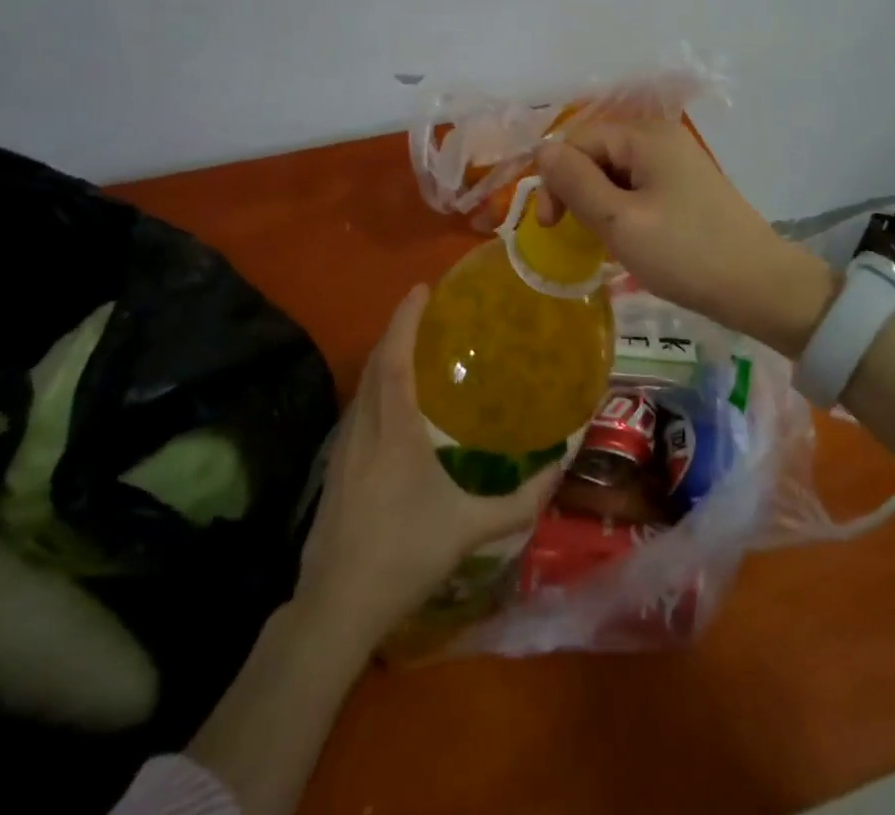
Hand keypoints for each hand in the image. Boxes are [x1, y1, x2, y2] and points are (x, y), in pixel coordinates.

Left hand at [295, 285, 557, 643]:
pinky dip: (376, 383)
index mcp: (394, 431)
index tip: (422, 289)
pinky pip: (359, 405)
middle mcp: (366, 426)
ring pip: (363, 383)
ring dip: (385, 354)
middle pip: (376, 361)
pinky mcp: (337, 464)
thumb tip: (558, 471)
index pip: (395, 359)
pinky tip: (394, 398)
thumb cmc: (404, 556)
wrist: (336, 605)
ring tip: (415, 343)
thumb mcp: (469, 529)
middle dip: (397, 327)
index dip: (405, 320)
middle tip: (426, 308)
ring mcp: (345, 445)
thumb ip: (518, 502)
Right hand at [535, 120, 838, 354]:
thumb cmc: (685, 254)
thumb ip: (575, 182)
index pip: (577, 141)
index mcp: (645, 136)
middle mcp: (661, 138)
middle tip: (572, 236)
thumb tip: (542, 149)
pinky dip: (620, 210)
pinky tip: (624, 239)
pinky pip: (637, 188)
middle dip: (575, 191)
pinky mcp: (686, 187)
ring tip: (599, 242)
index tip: (550, 227)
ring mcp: (677, 162)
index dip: (555, 178)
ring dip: (597, 204)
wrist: (761, 287)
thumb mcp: (619, 221)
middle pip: (596, 154)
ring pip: (615, 174)